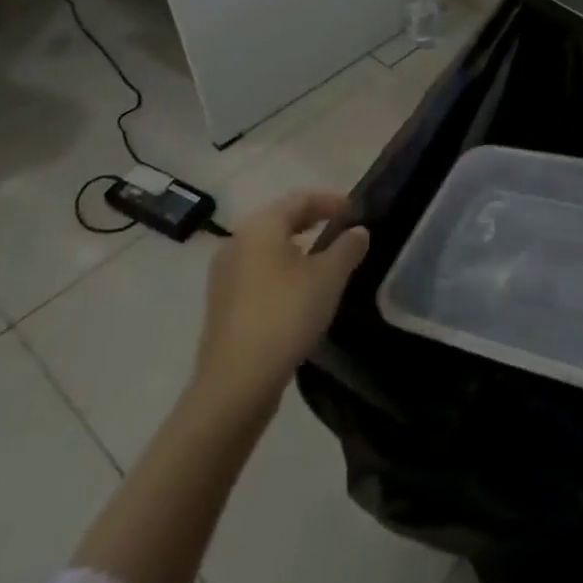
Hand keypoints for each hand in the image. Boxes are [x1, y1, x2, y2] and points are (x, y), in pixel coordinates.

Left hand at [191, 190, 368, 419]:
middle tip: (345, 228)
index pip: (301, 198)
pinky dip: (283, 267)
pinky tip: (301, 288)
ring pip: (268, 246)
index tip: (358, 211)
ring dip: (299, 245)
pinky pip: (259, 270)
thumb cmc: (286, 316)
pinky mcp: (223, 303)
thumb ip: (348, 248)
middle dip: (314, 219)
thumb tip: (358, 231)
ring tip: (327, 257)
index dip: (332, 200)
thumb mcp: (329, 277)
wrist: (235, 384)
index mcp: (261, 227)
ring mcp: (225, 275)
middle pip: (281, 218)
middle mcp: (237, 242)